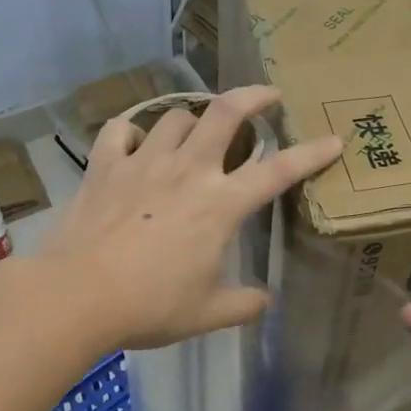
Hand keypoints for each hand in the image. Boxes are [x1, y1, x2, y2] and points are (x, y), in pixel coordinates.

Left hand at [38, 85, 342, 350]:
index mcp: (220, 205)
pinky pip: (120, 129)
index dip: (311, 153)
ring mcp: (143, 162)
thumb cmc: (149, 306)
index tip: (334, 140)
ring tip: (194, 135)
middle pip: (226, 113)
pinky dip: (132, 132)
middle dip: (254, 96)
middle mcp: (187, 170)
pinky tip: (135, 144)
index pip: (278, 171)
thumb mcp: (207, 314)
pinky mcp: (105, 165)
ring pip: (175, 116)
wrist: (77, 296)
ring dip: (192, 121)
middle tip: (268, 96)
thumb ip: (243, 305)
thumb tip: (264, 301)